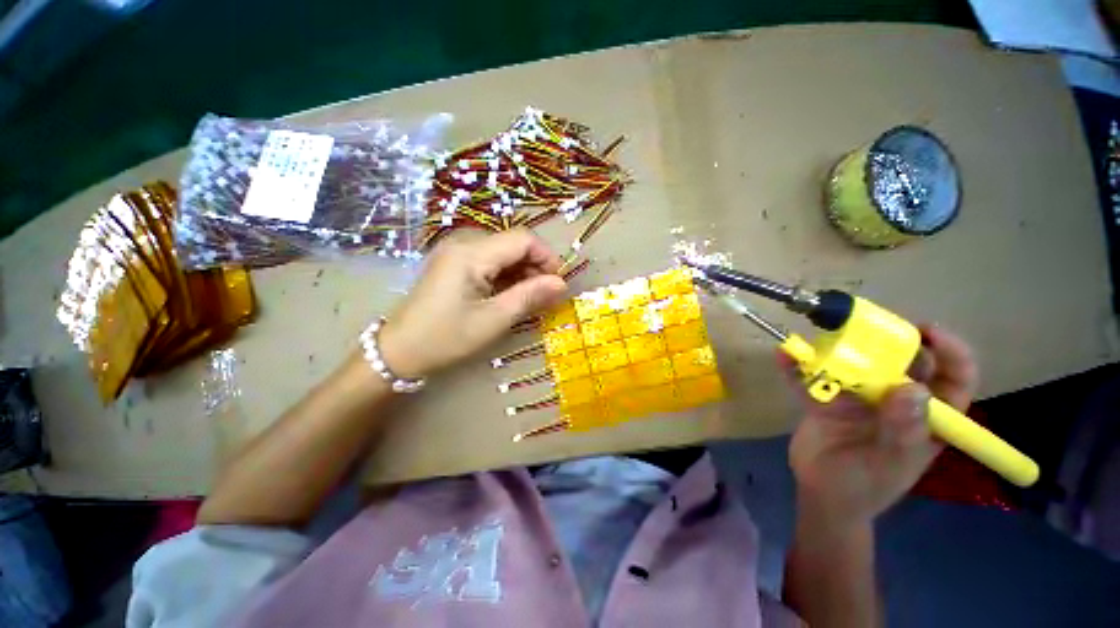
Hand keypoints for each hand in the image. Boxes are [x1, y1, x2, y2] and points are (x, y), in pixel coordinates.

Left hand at [378, 229, 567, 378]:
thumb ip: (530, 296)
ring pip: (503, 252)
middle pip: (513, 243)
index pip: (523, 239)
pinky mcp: (454, 263)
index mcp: (471, 253)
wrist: (400, 351)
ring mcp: (456, 252)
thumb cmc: (447, 337)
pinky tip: (510, 295)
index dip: (547, 257)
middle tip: (545, 295)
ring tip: (530, 298)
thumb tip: (562, 284)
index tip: (558, 284)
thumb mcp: (494, 319)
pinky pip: (489, 260)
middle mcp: (463, 243)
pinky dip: (506, 275)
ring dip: (522, 272)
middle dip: (535, 266)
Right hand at [787, 326, 978, 526]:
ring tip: (822, 337)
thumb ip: (903, 429)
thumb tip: (912, 388)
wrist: (822, 495)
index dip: (950, 353)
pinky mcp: (824, 401)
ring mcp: (857, 400)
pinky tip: (783, 356)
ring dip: (837, 350)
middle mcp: (895, 402)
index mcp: (925, 418)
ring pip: (854, 366)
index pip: (952, 381)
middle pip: (901, 364)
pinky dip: (796, 367)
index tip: (927, 331)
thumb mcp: (890, 463)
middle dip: (888, 343)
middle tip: (864, 328)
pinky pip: (810, 379)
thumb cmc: (866, 486)